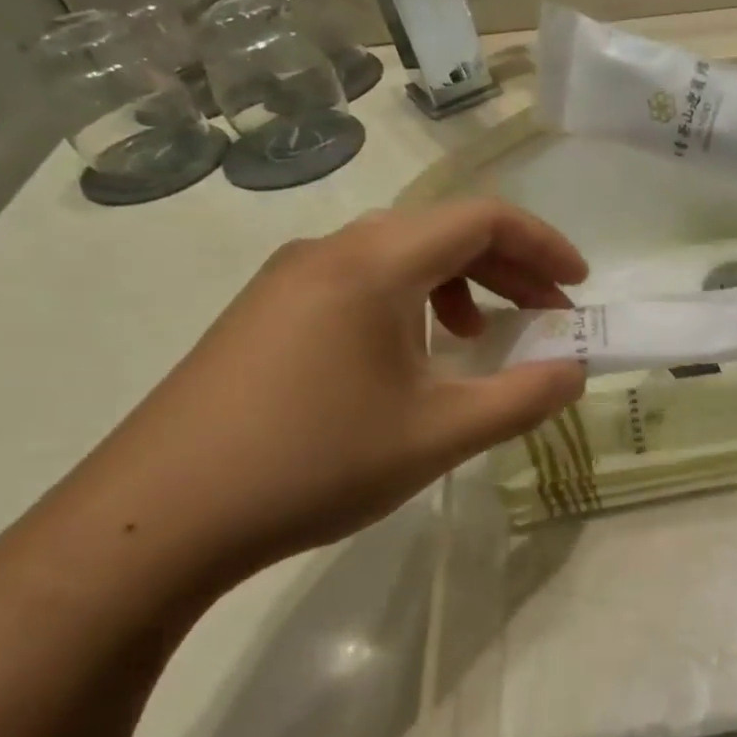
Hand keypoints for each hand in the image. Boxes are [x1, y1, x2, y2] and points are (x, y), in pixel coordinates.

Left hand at [51, 201, 587, 591]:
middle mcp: (330, 252)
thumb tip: (575, 371)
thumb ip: (523, 397)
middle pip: (442, 230)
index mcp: (375, 265)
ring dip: (461, 283)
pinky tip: (414, 356)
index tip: (579, 287)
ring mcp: (290, 280)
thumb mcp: (440, 434)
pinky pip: (362, 282)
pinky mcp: (267, 313)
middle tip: (549, 314)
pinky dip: (413, 302)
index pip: (482, 218)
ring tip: (484, 336)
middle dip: (509, 266)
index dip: (544, 244)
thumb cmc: (315, 463)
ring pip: (400, 255)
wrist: (157, 518)